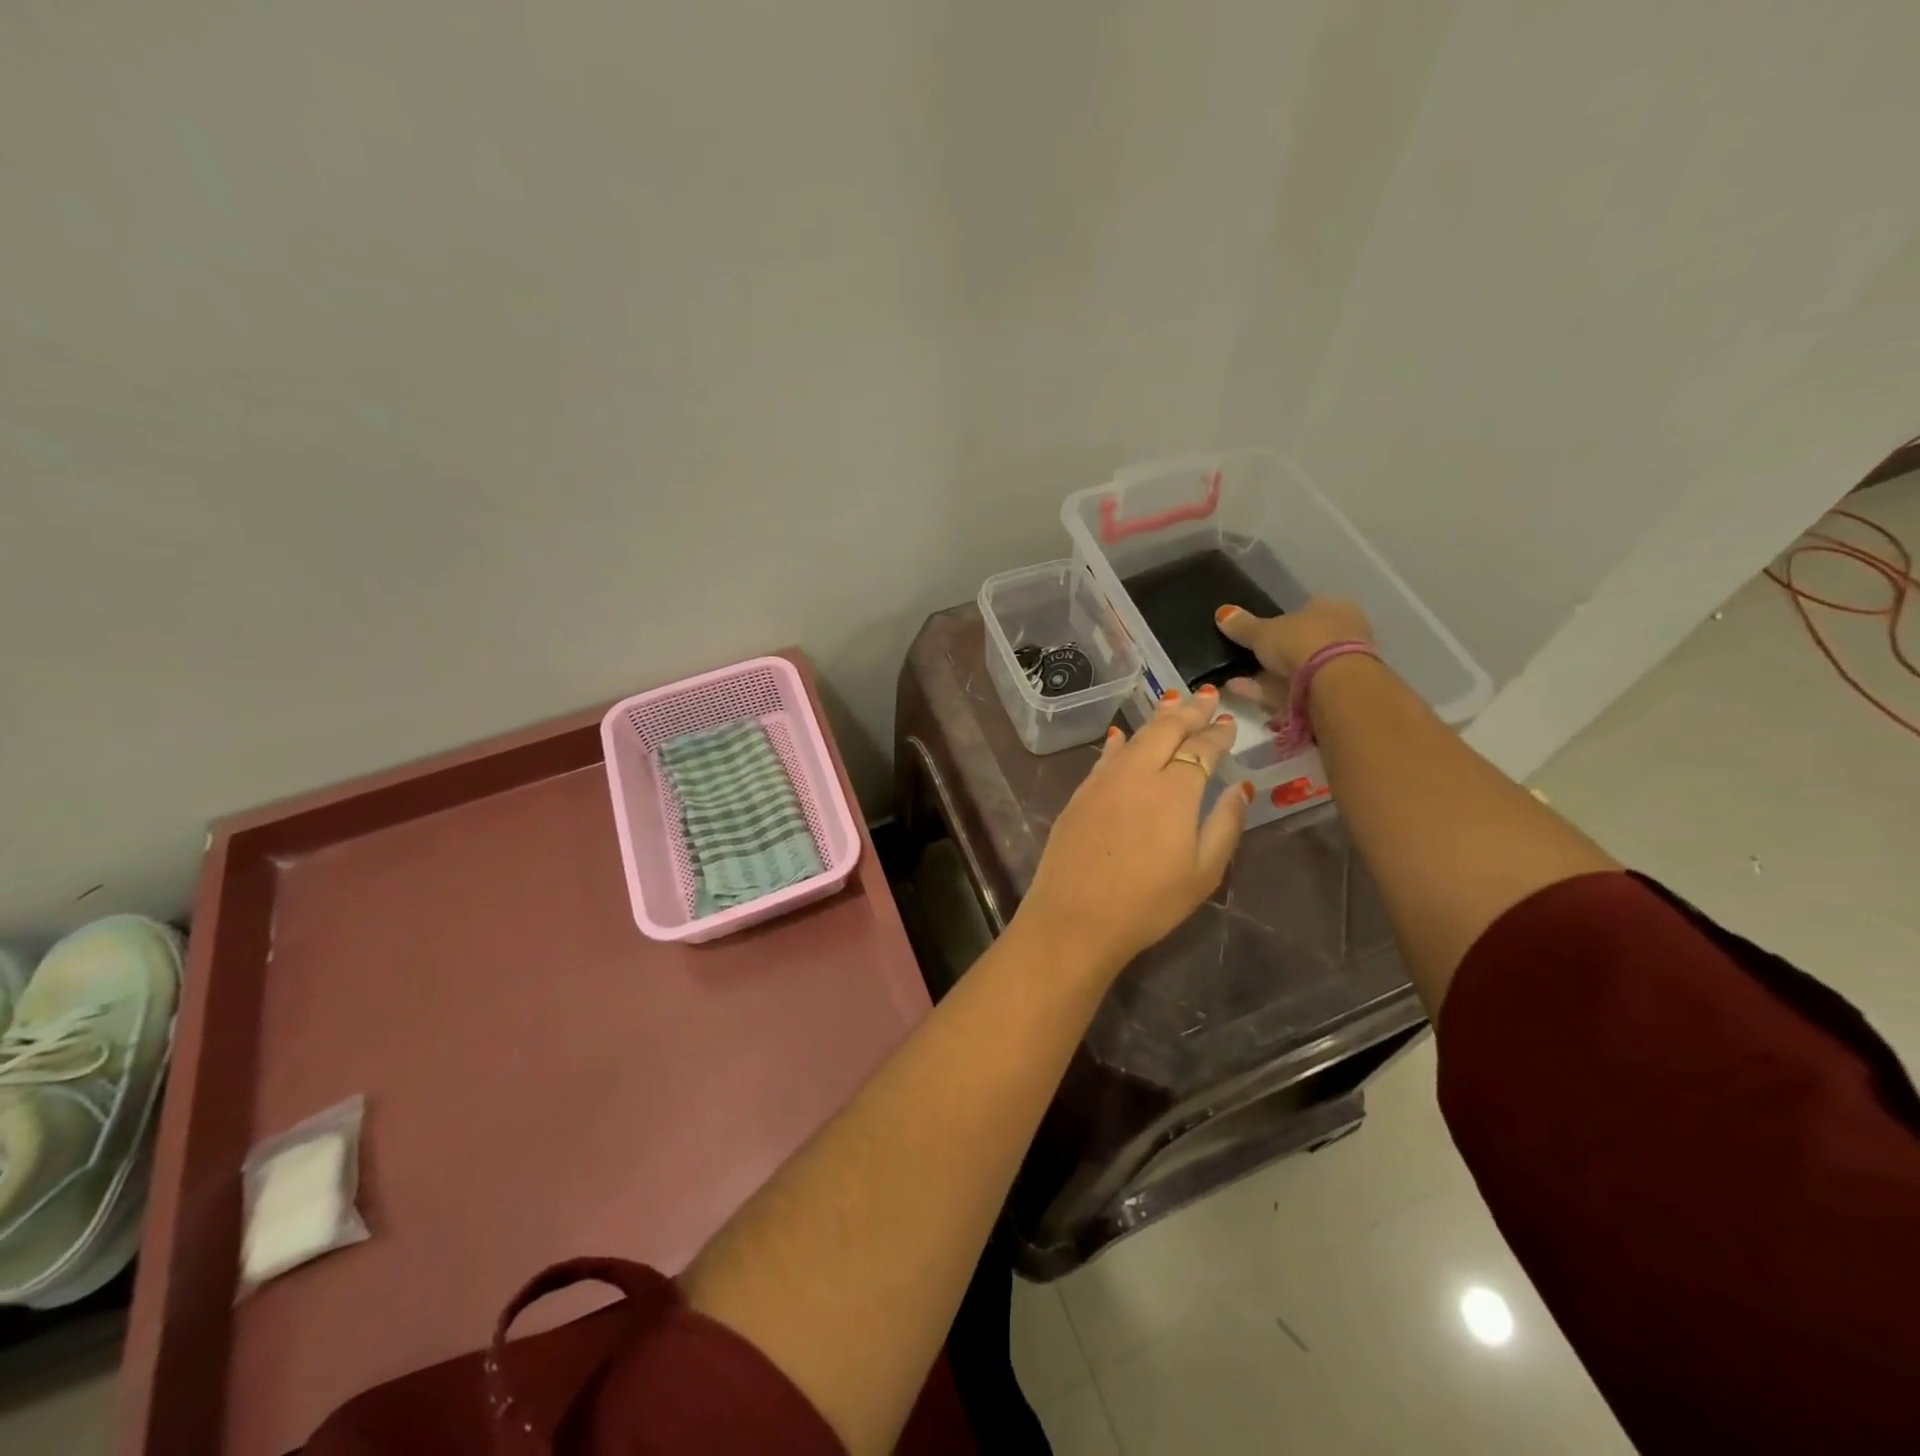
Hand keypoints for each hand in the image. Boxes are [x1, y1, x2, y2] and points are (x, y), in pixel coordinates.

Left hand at [1012, 692, 1251, 983]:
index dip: (1218, 734)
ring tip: (1174, 704)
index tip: (1229, 722)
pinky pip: (1106, 756)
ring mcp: (1104, 780)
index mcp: (1175, 790)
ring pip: (1135, 737)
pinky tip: (1124, 735)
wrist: (1074, 917)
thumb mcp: (1203, 872)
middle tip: (1206, 696)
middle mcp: (1138, 773)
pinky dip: (1121, 741)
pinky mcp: (1080, 793)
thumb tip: (1240, 788)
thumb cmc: (1148, 903)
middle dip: (1190, 711)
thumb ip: (1225, 824)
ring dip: (1158, 719)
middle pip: (1166, 730)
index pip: (1201, 749)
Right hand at [1214, 596, 1374, 710]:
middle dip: (1269, 655)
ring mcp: (1337, 669)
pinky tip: (1238, 690)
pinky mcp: (1328, 697)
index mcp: (1333, 609)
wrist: (1334, 686)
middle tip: (1239, 660)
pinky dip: (1265, 691)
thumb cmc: (1303, 642)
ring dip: (1263, 676)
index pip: (1303, 611)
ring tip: (1231, 679)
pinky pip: (1290, 691)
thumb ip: (1242, 625)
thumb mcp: (1264, 631)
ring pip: (1293, 672)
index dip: (1277, 623)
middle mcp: (1341, 636)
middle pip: (1298, 645)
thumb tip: (1222, 613)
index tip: (1254, 635)